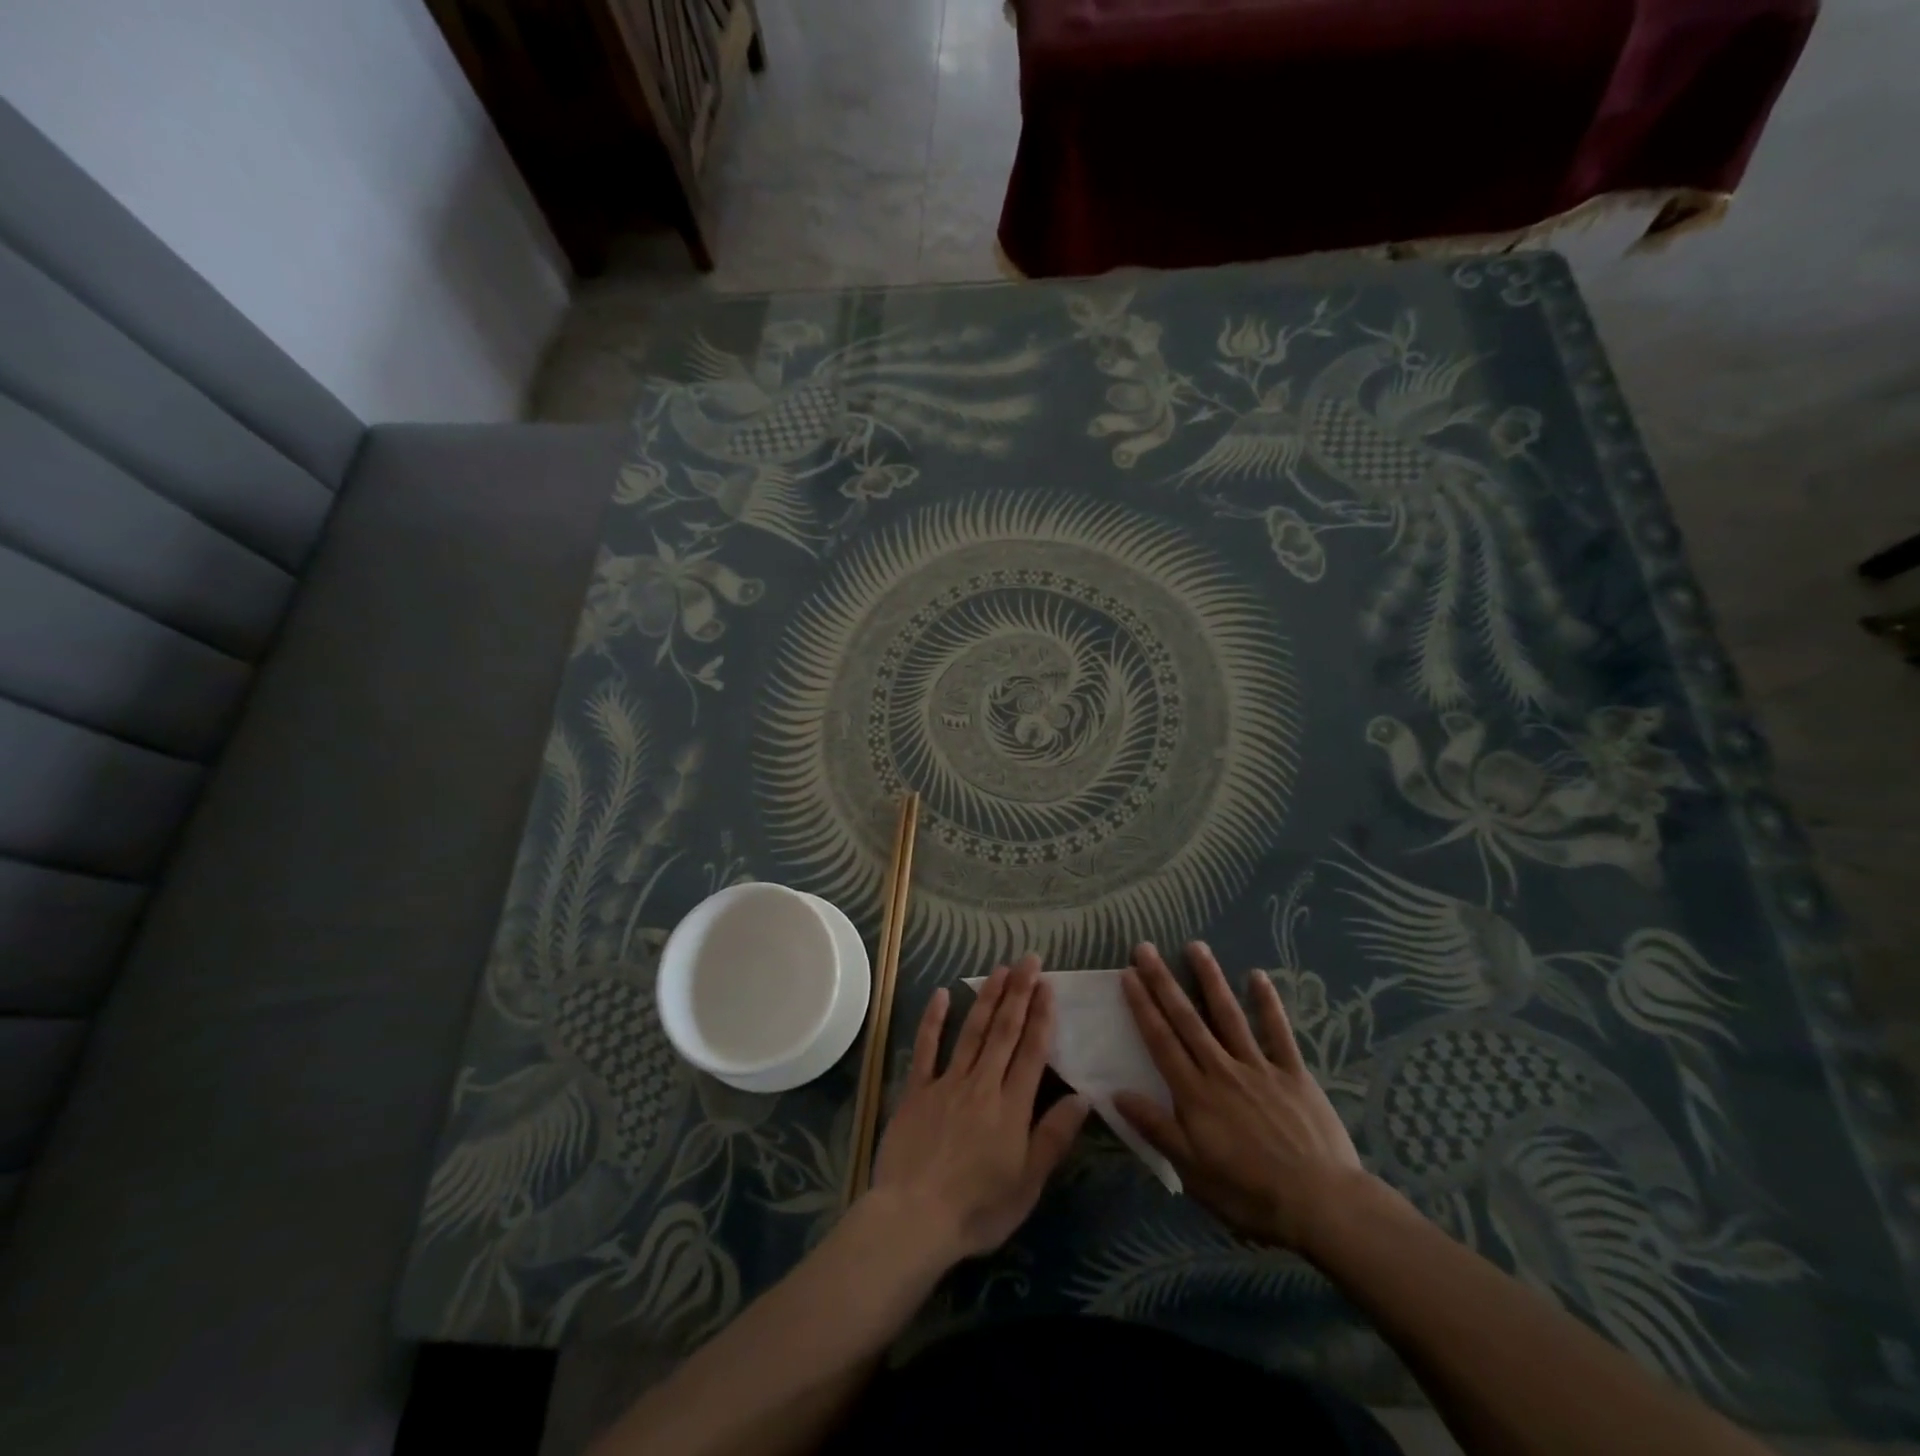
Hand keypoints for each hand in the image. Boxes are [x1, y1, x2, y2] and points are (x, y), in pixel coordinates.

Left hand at [869, 955, 1087, 1263]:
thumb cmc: (978, 1209)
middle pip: (1004, 1031)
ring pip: (972, 1032)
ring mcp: (947, 1083)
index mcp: (1012, 1107)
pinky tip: (942, 994)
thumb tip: (1083, 1097)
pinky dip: (934, 1020)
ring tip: (1000, 969)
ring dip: (987, 998)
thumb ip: (1054, 1137)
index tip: (1048, 985)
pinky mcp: (916, 1090)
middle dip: (1019, 993)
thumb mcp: (1028, 1183)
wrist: (914, 1218)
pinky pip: (926, 1048)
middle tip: (1028, 960)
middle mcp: (982, 1084)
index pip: (1032, 1052)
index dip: (1041, 1016)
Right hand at [1115, 942, 1365, 1250]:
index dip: (1142, 1006)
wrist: (1321, 1205)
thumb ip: (1156, 1128)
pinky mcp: (1293, 1073)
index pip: (1161, 1041)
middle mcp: (1221, 1069)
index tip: (1128, 975)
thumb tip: (1116, 1093)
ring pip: (1228, 1015)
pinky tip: (1258, 976)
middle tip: (1145, 948)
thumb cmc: (1250, 1194)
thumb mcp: (1193, 1171)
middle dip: (1163, 982)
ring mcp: (1259, 1067)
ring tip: (1196, 946)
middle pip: (1187, 1019)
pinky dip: (1268, 1004)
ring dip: (1210, 979)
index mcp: (1195, 1093)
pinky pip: (1278, 1033)